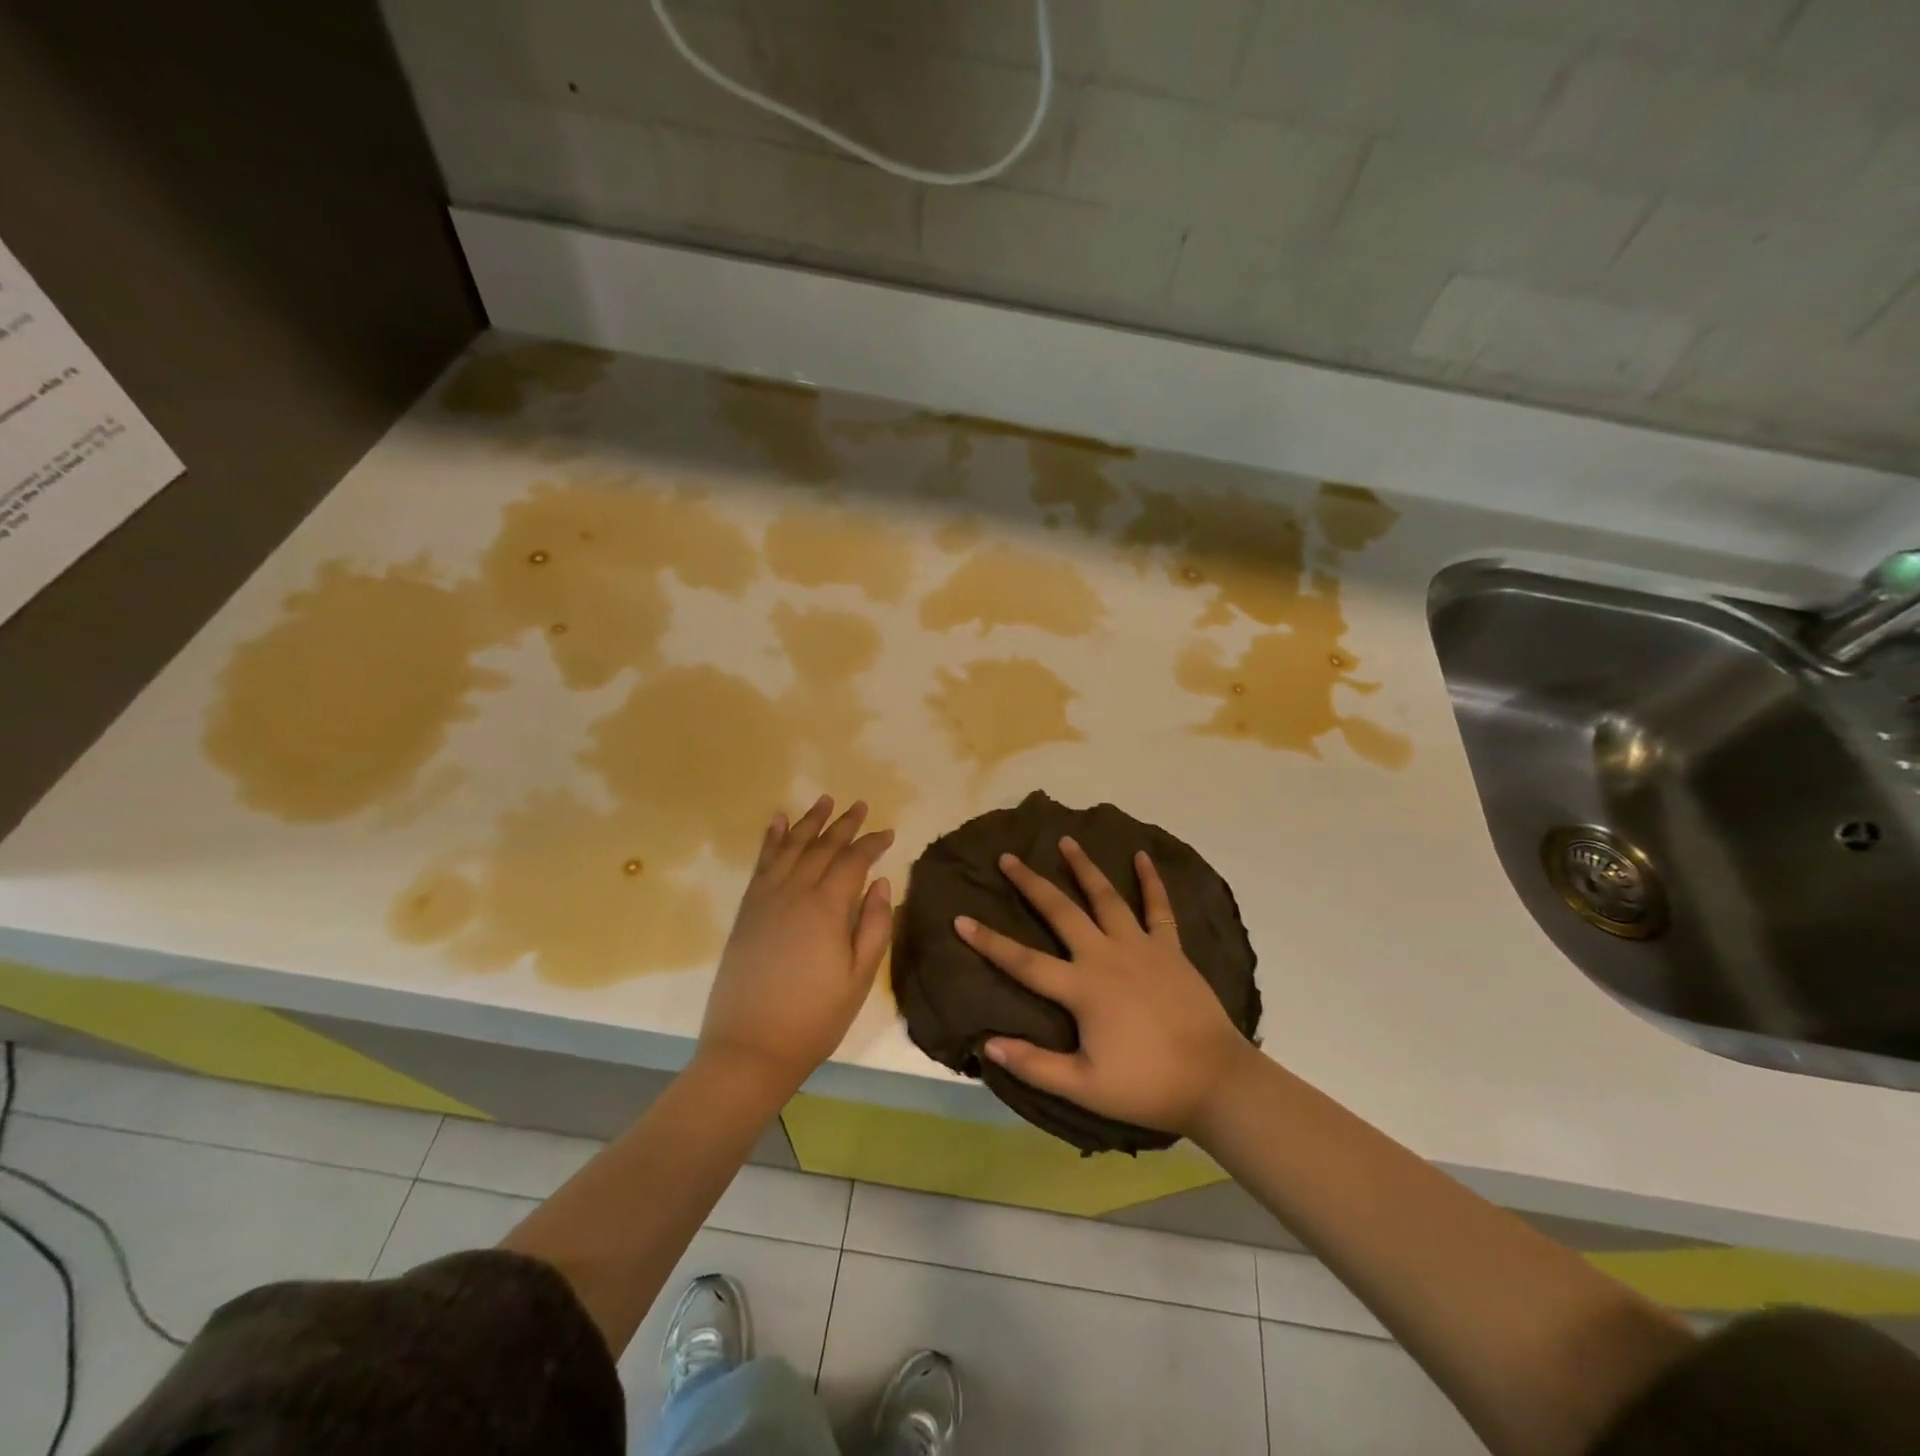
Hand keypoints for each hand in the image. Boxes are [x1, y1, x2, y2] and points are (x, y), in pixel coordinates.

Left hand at [699, 796, 893, 1099]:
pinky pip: (761, 863)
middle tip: (860, 805)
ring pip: (792, 847)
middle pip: (823, 847)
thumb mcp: (859, 977)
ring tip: (824, 800)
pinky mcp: (747, 910)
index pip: (854, 860)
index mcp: (828, 907)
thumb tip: (880, 882)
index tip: (888, 833)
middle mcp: (796, 891)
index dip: (873, 843)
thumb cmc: (815, 1017)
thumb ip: (874, 925)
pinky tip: (778, 822)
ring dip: (809, 822)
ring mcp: (767, 898)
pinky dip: (771, 839)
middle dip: (845, 824)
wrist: (750, 1047)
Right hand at [956, 838, 1258, 1137]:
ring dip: (1084, 867)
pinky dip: (1151, 881)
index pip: (1023, 961)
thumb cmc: (1146, 1085)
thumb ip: (1035, 1064)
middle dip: (1031, 883)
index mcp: (1082, 988)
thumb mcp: (1084, 1087)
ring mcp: (1141, 946)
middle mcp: (1106, 955)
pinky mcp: (1170, 949)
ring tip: (1065, 841)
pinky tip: (1141, 856)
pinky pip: (1159, 908)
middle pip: (1061, 912)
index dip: (989, 941)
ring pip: (1106, 897)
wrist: (1215, 1081)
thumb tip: (987, 1045)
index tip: (960, 918)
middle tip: (1008, 858)